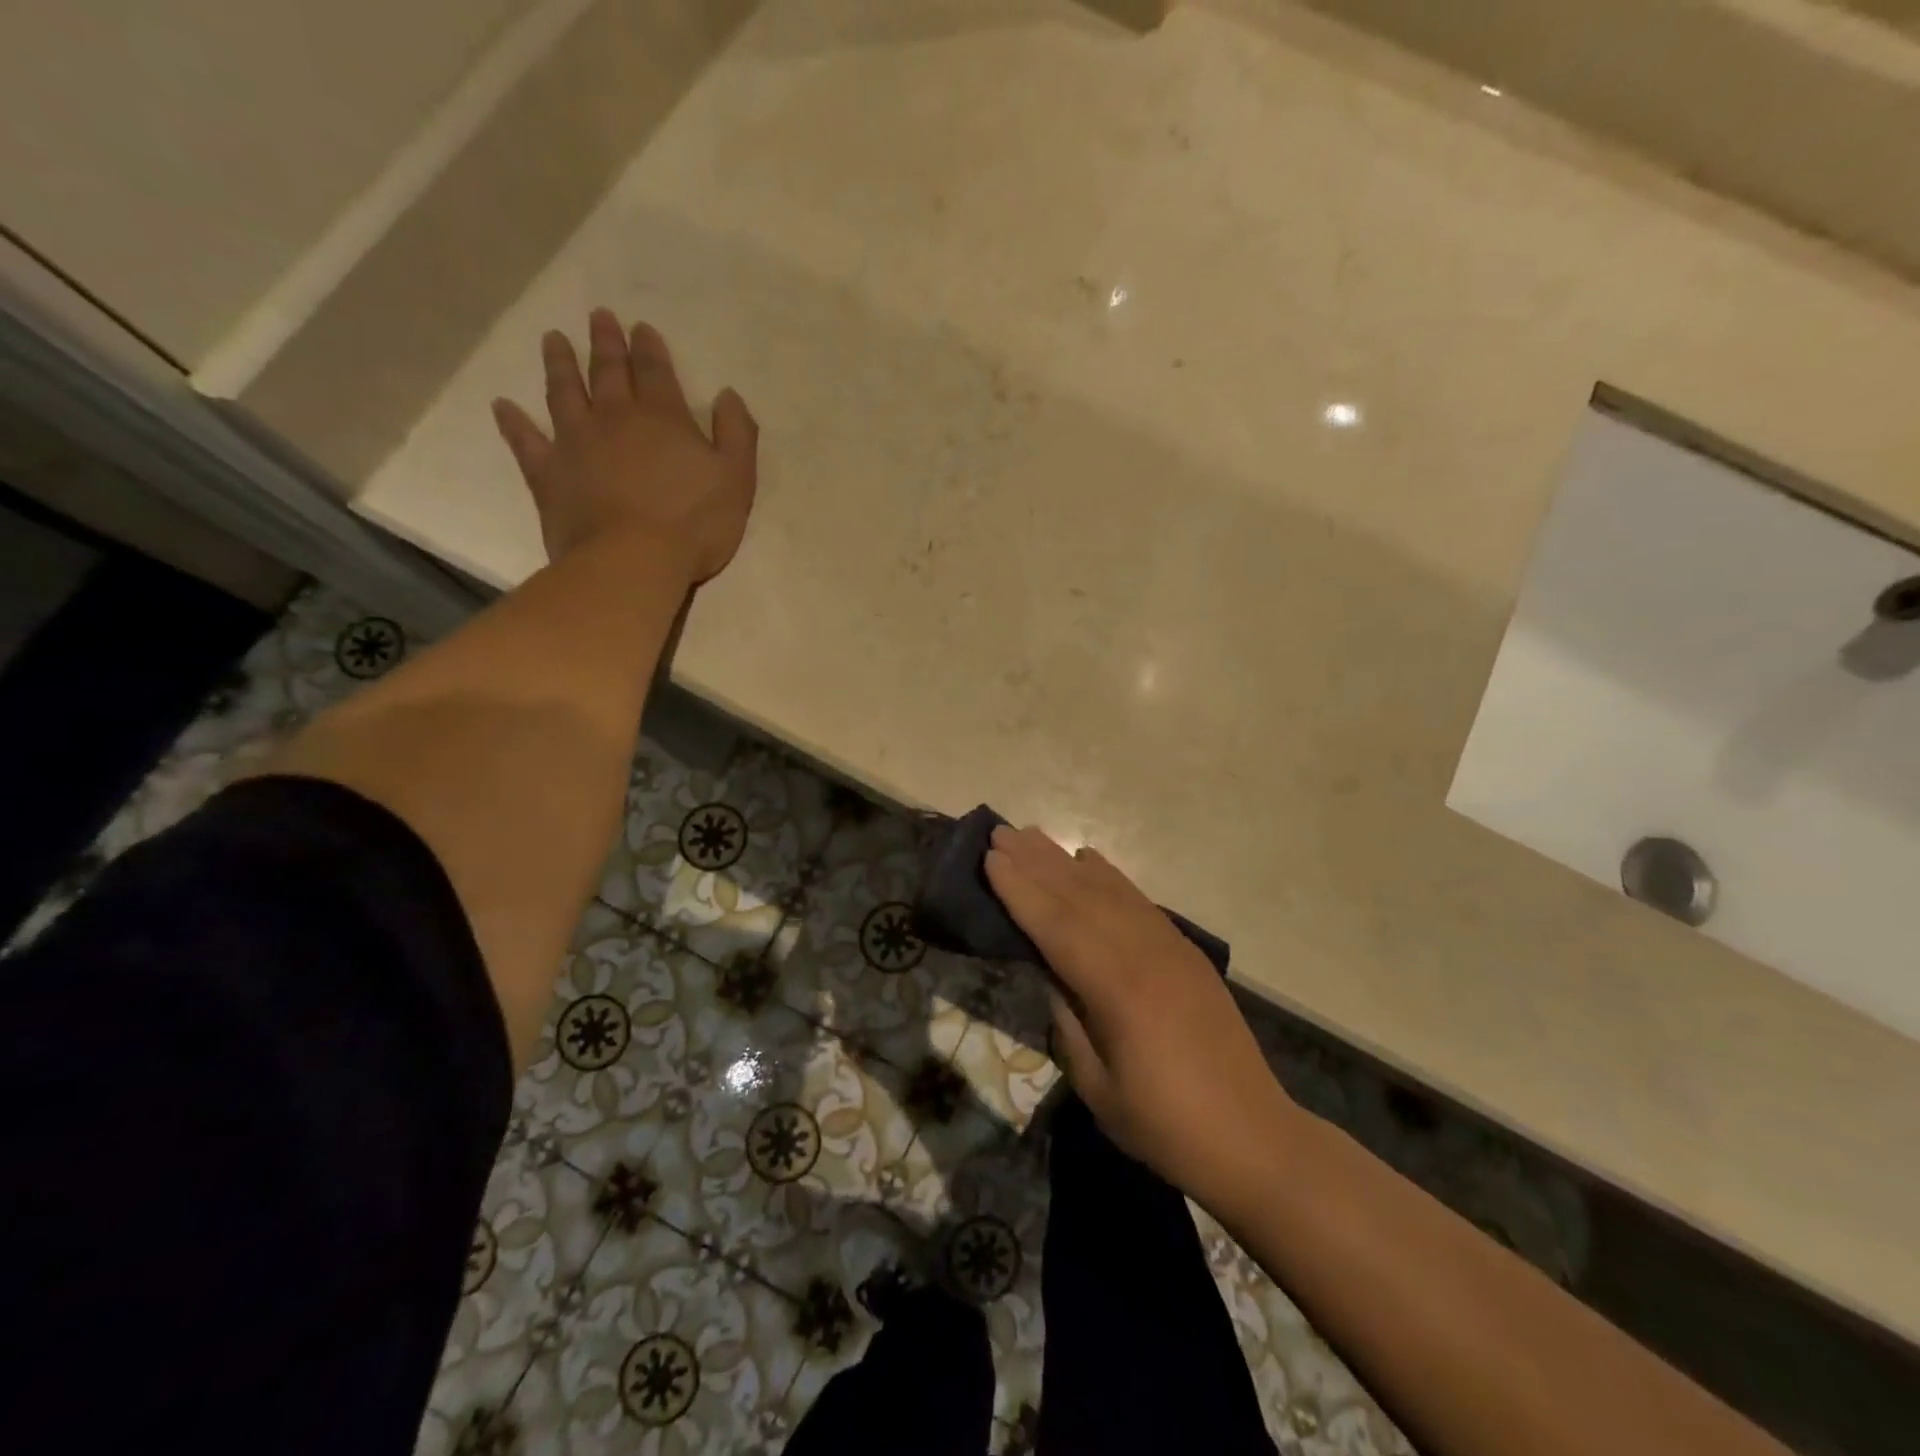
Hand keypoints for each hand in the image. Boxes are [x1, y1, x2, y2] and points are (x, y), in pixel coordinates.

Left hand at [492, 309, 757, 577]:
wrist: (632, 562)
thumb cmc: (693, 523)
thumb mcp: (737, 479)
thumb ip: (736, 434)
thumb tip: (728, 395)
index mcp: (663, 418)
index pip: (655, 371)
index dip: (649, 347)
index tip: (641, 327)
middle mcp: (615, 418)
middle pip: (608, 371)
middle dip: (606, 343)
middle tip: (598, 316)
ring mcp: (575, 443)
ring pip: (564, 393)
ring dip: (559, 364)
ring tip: (553, 340)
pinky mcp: (548, 474)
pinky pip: (526, 442)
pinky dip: (514, 423)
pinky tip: (503, 407)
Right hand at [984, 824, 1299, 1207]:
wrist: (1252, 1136)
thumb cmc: (1164, 1124)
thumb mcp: (1098, 1085)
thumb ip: (1068, 1020)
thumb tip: (1049, 972)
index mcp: (1117, 989)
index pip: (1057, 926)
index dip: (1020, 891)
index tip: (990, 858)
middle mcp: (1143, 952)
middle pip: (1080, 896)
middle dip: (1036, 863)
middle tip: (999, 832)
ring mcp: (1169, 946)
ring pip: (1108, 890)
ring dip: (1066, 861)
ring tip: (1033, 835)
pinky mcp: (1185, 950)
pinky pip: (1138, 900)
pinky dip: (1109, 876)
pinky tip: (1089, 860)